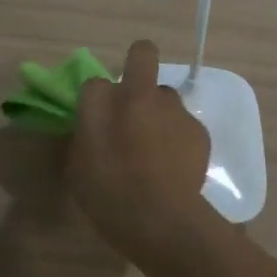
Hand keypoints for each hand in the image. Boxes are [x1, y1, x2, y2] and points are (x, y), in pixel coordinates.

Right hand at [69, 39, 213, 262]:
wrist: (161, 219)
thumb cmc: (108, 196)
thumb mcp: (78, 168)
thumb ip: (85, 136)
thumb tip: (93, 126)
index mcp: (103, 103)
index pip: (95, 82)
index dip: (97, 98)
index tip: (97, 118)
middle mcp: (141, 94)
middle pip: (143, 57)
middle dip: (139, 66)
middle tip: (134, 103)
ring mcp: (175, 109)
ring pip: (166, 95)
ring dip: (159, 111)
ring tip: (157, 146)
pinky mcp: (199, 129)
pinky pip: (184, 124)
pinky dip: (179, 137)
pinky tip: (176, 165)